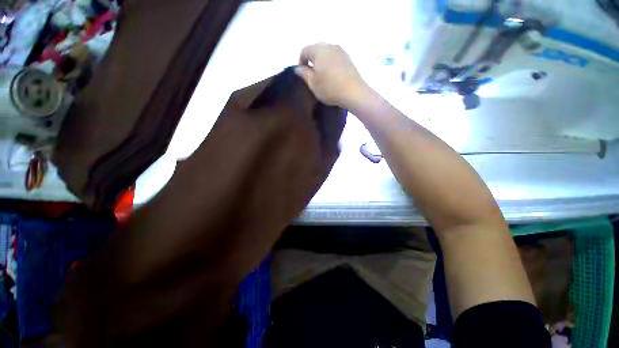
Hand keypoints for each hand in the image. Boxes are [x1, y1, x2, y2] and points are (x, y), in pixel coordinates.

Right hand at [295, 43, 370, 108]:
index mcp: (318, 49)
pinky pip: (335, 58)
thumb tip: (298, 68)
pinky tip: (332, 76)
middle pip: (316, 50)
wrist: (353, 92)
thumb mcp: (313, 83)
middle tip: (312, 76)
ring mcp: (341, 51)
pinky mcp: (348, 58)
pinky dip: (330, 64)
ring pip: (326, 53)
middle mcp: (330, 45)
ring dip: (322, 62)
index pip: (304, 50)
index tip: (302, 74)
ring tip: (322, 77)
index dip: (300, 62)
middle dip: (311, 61)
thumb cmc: (330, 88)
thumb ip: (304, 74)